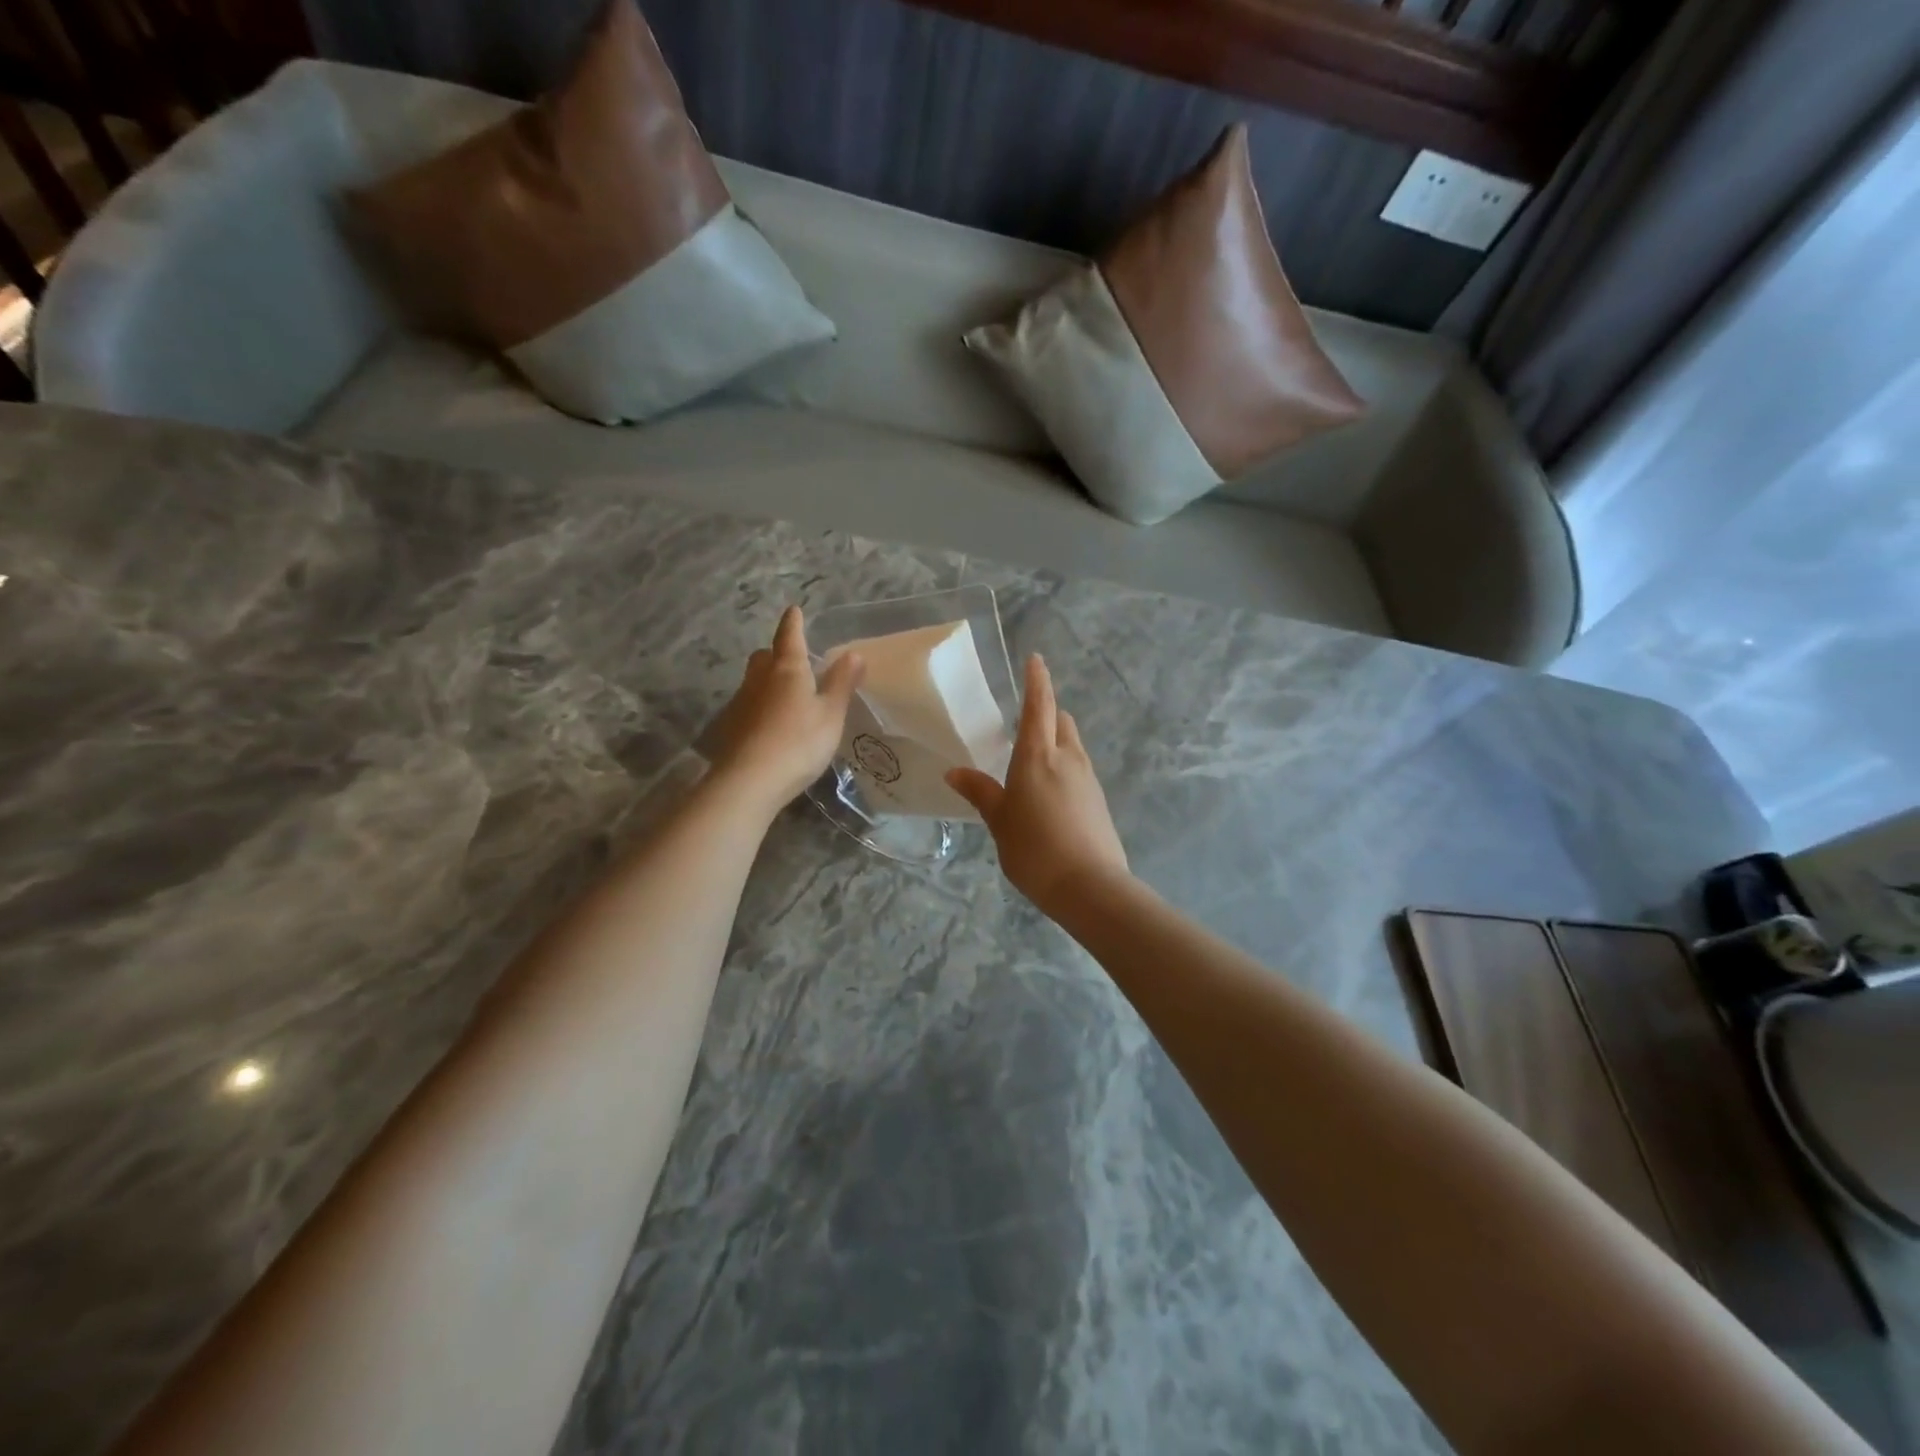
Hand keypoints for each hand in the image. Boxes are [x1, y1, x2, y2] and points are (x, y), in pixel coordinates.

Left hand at [707, 607, 863, 812]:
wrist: (750, 781)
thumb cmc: (799, 742)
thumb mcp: (831, 714)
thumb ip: (841, 683)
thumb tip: (853, 653)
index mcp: (788, 670)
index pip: (789, 637)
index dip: (793, 623)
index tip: (794, 610)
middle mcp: (760, 679)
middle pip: (764, 656)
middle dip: (776, 653)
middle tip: (792, 660)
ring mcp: (741, 703)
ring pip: (754, 681)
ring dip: (767, 681)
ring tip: (786, 695)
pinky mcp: (731, 727)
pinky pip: (748, 705)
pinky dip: (760, 706)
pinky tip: (771, 724)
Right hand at [946, 654, 1129, 913]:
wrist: (1090, 886)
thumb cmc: (1035, 848)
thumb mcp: (999, 821)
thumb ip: (980, 792)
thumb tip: (955, 772)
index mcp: (1038, 755)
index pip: (1039, 705)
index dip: (1037, 680)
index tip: (1036, 659)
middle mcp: (1068, 758)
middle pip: (1061, 721)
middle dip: (1046, 713)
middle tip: (1025, 722)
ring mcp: (1088, 778)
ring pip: (1072, 745)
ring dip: (1056, 741)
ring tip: (1033, 762)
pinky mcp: (1098, 800)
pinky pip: (1079, 770)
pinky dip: (1064, 767)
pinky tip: (1049, 794)